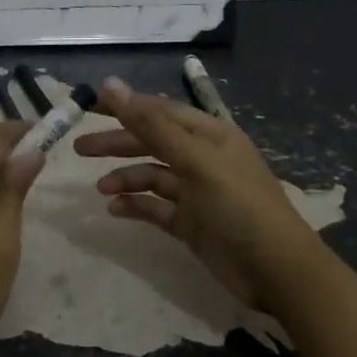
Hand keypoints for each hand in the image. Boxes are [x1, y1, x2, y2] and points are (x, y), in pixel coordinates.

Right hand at [74, 76, 326, 309]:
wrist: (276, 271)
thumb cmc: (239, 206)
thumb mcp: (196, 161)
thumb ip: (152, 125)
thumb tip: (111, 85)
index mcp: (210, 135)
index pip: (160, 111)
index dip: (126, 106)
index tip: (88, 106)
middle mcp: (202, 159)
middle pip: (152, 142)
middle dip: (118, 143)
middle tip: (79, 149)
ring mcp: (197, 193)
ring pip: (151, 176)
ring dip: (125, 177)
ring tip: (101, 188)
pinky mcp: (191, 224)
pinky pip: (156, 208)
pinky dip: (136, 206)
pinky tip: (115, 210)